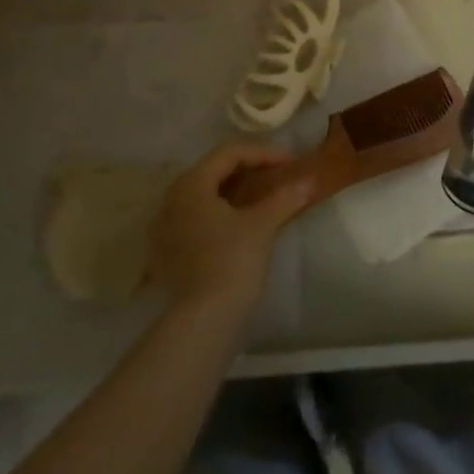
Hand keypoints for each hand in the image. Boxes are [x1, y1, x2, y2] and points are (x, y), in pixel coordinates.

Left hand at [149, 143, 312, 318]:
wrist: (204, 320)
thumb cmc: (232, 261)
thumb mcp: (262, 225)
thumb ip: (285, 197)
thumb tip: (309, 181)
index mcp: (191, 184)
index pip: (229, 154)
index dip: (262, 153)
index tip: (290, 162)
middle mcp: (171, 198)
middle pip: (213, 171)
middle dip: (247, 170)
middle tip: (276, 175)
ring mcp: (165, 227)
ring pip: (203, 195)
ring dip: (233, 192)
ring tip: (261, 198)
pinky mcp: (167, 251)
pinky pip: (196, 218)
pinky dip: (219, 213)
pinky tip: (239, 224)